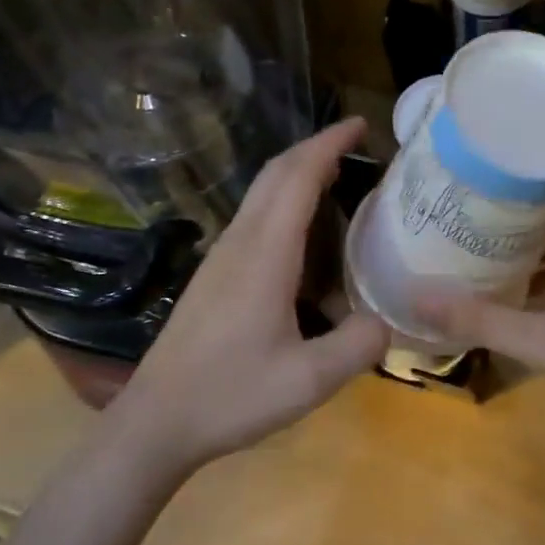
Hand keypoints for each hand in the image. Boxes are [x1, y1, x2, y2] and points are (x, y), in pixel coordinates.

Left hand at [111, 118, 389, 475]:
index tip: (361, 124)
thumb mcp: (309, 381)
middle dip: (315, 147)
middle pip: (275, 173)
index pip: (298, 178)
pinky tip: (303, 231)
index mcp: (265, 254)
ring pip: (261, 193)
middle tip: (356, 142)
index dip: (329, 144)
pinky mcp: (214, 274)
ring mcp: (222, 256)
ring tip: (337, 177)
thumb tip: (388, 320)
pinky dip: (283, 200)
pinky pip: (254, 216)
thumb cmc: (231, 396)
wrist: (156, 421)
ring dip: (297, 172)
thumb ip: (359, 345)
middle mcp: (241, 242)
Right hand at [418, 204, 544, 442]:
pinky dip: (543, 280)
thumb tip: (419, 298)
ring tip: (477, 258)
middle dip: (510, 227)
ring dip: (525, 256)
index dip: (510, 196)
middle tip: (462, 228)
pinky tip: (512, 299)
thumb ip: (482, 320)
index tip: (469, 197)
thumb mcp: (544, 343)